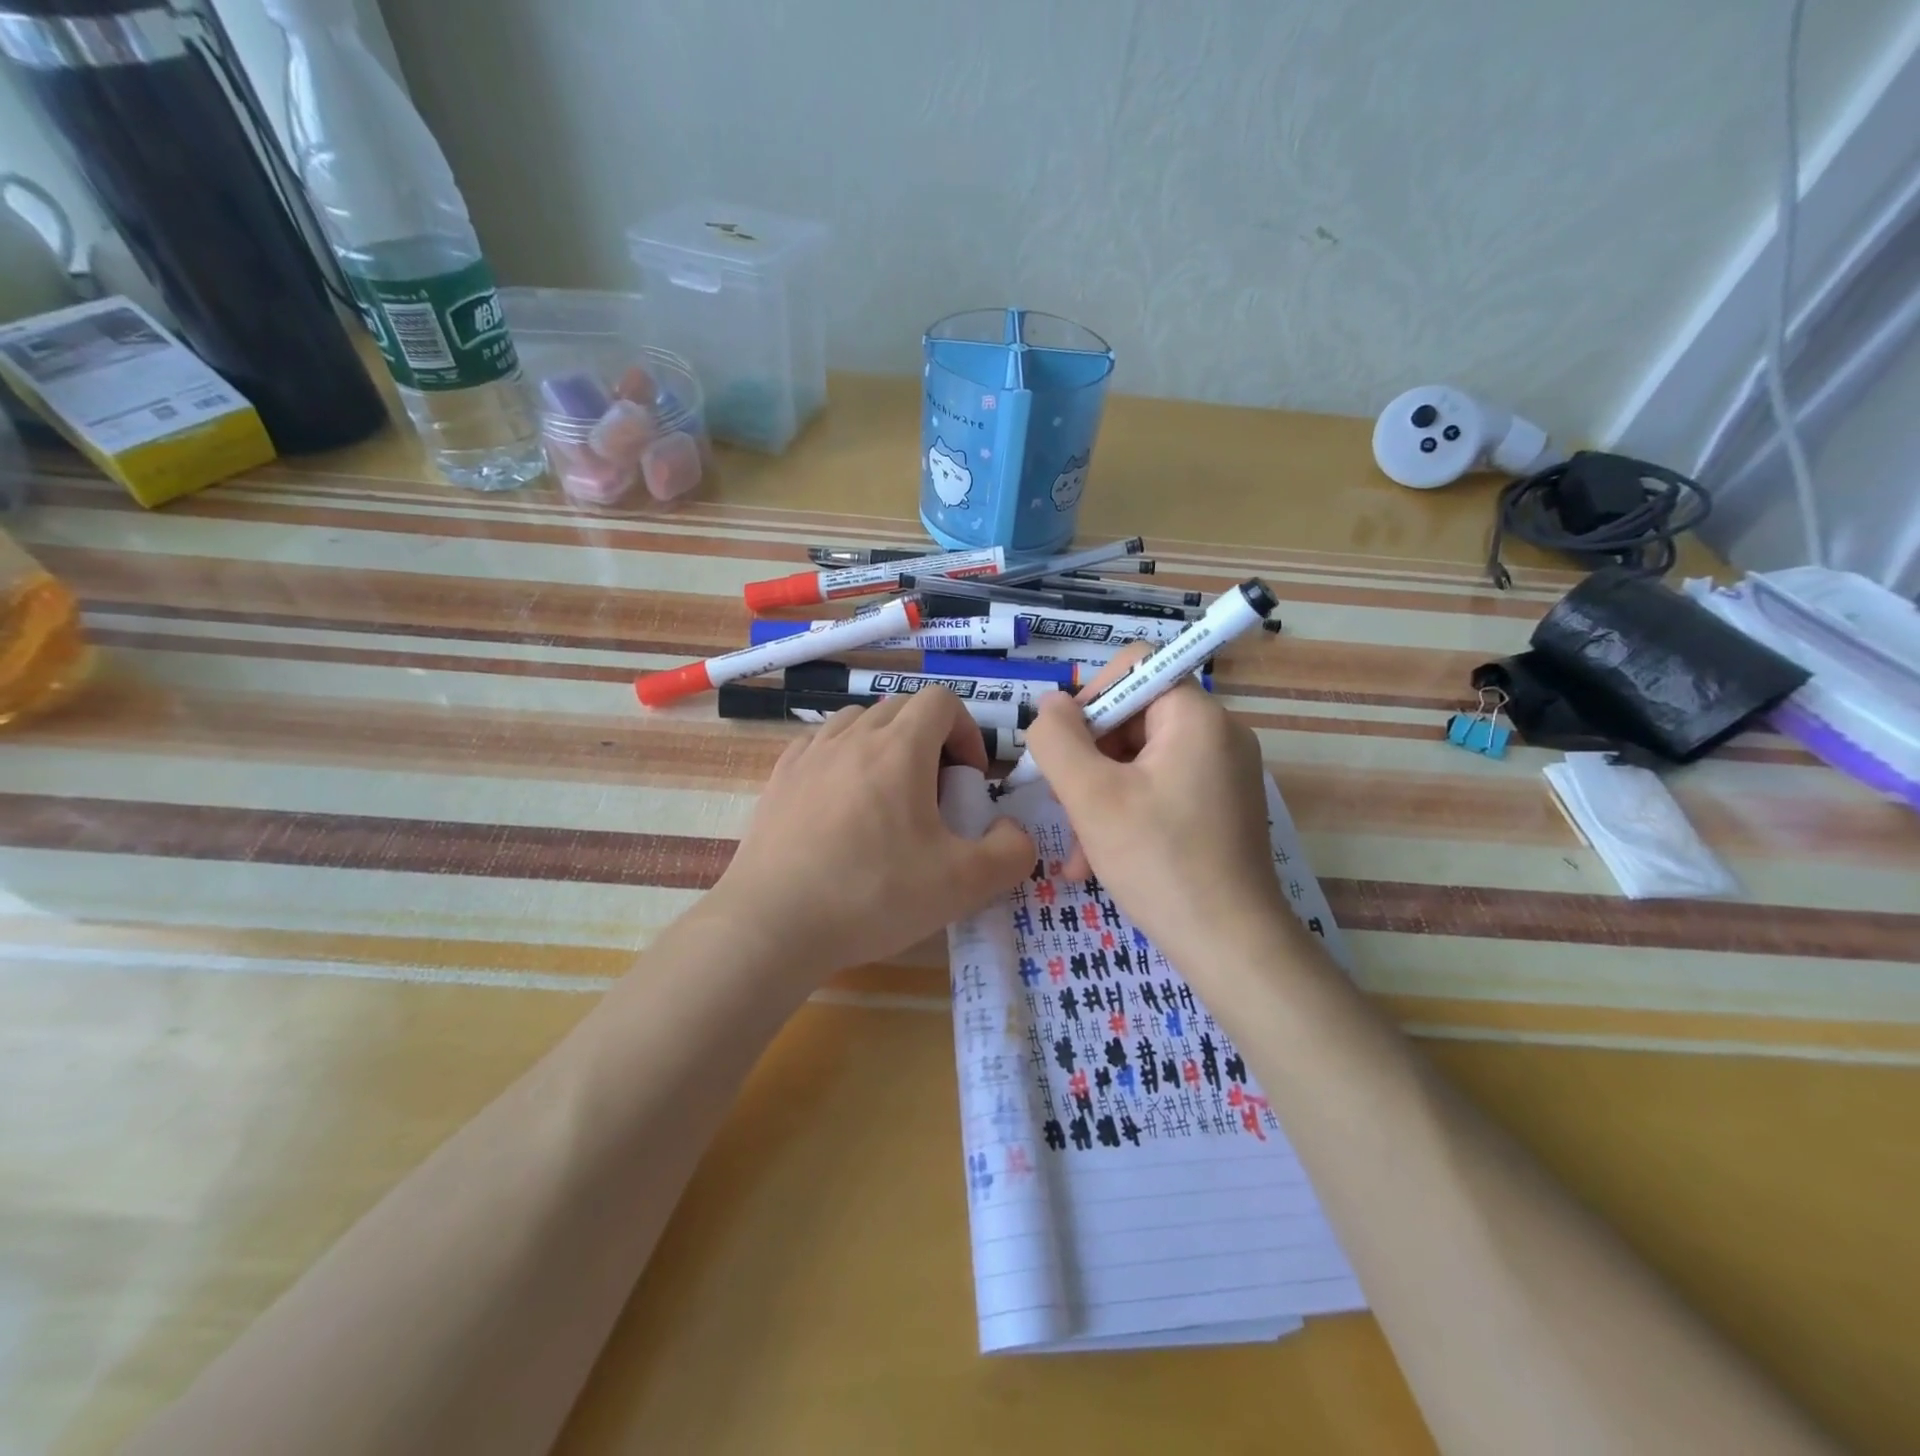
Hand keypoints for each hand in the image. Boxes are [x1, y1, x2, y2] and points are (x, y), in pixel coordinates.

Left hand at [709, 688, 1034, 982]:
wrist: (773, 924)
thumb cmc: (873, 895)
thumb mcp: (963, 884)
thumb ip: (1011, 853)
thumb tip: (1015, 832)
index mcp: (899, 748)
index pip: (942, 701)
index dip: (967, 732)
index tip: (969, 779)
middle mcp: (852, 736)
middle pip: (902, 708)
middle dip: (931, 739)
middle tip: (935, 793)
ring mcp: (810, 754)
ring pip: (859, 722)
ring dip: (885, 745)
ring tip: (888, 797)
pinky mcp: (779, 778)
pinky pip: (820, 746)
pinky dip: (843, 759)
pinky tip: (842, 804)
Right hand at [1023, 647, 1290, 969]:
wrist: (1233, 947)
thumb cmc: (1159, 862)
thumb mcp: (1091, 796)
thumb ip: (1057, 739)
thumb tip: (1049, 705)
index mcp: (1195, 716)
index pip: (1133, 666)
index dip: (1089, 697)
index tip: (1065, 748)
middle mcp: (1218, 734)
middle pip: (1133, 717)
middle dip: (1089, 759)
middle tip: (1062, 804)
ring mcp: (1223, 772)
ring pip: (1141, 761)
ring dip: (1099, 796)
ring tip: (1076, 849)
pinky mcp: (1221, 807)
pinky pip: (1161, 789)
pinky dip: (1127, 814)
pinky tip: (1098, 860)